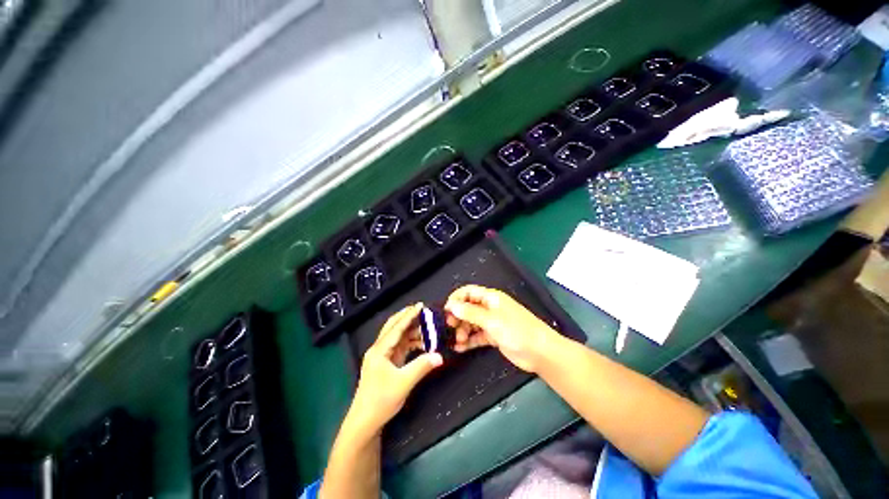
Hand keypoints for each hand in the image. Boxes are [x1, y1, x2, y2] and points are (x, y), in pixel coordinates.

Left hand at [349, 303, 443, 433]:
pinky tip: (423, 343)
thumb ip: (422, 366)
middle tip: (422, 310)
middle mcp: (380, 349)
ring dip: (412, 331)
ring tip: (427, 327)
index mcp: (379, 350)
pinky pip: (401, 347)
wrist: (365, 422)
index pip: (396, 328)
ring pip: (399, 337)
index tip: (420, 305)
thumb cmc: (381, 400)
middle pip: (394, 327)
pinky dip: (412, 343)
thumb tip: (440, 356)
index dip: (409, 316)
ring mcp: (383, 356)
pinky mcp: (388, 363)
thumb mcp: (403, 383)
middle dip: (407, 317)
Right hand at [444, 285, 557, 372]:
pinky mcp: (493, 336)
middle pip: (468, 308)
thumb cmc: (516, 330)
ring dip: (462, 330)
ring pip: (471, 323)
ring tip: (456, 340)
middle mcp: (490, 308)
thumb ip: (470, 313)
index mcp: (491, 298)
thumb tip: (452, 306)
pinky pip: (477, 336)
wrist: (539, 352)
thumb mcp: (491, 320)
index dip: (456, 299)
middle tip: (449, 327)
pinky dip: (468, 341)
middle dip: (457, 316)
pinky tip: (459, 348)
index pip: (469, 292)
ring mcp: (491, 322)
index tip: (446, 310)